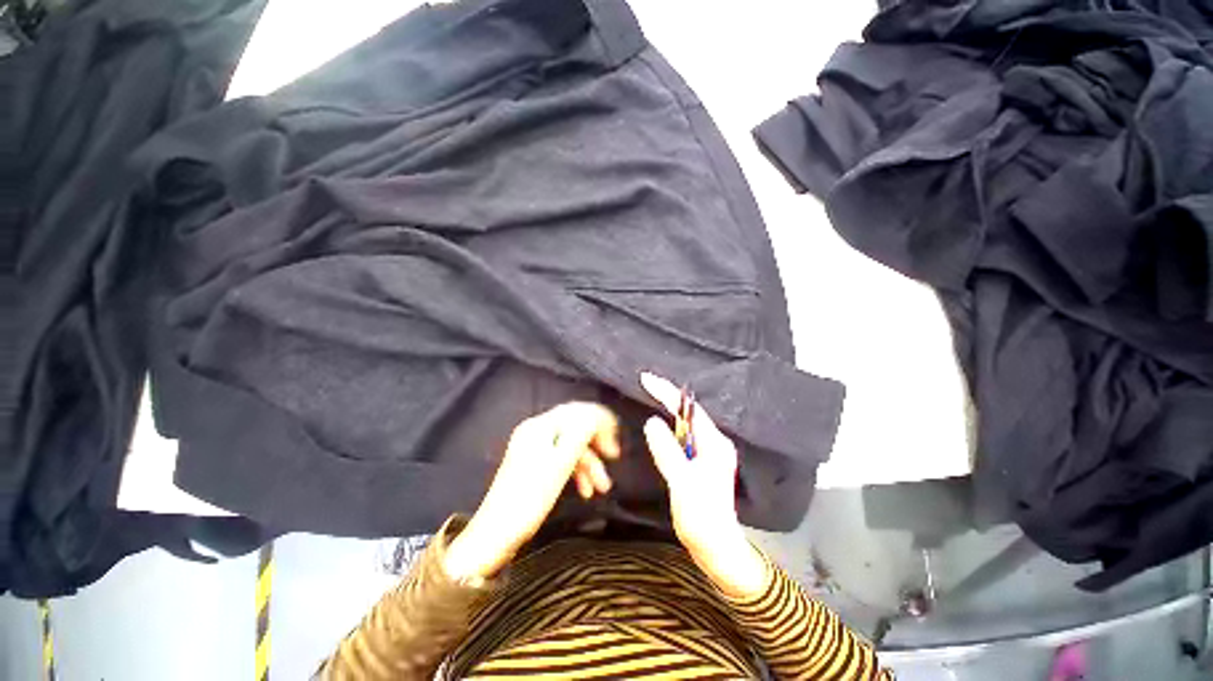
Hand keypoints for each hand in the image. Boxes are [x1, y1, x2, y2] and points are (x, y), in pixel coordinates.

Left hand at [444, 402, 619, 580]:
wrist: (497, 533)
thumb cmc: (530, 497)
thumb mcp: (561, 463)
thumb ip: (581, 433)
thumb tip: (598, 414)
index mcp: (540, 426)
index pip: (577, 411)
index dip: (599, 421)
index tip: (613, 440)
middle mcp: (536, 431)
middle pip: (575, 427)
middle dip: (596, 443)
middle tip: (613, 457)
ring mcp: (534, 448)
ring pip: (571, 446)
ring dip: (589, 463)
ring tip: (602, 487)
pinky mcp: (535, 465)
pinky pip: (562, 459)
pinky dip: (577, 471)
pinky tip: (586, 490)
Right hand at [641, 372, 766, 598]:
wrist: (716, 548)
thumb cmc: (702, 517)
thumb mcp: (682, 483)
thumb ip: (667, 451)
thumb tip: (652, 421)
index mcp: (714, 444)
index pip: (688, 409)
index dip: (667, 392)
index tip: (646, 379)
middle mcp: (714, 443)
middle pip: (687, 412)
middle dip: (667, 396)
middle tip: (645, 384)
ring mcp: (708, 453)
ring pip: (685, 423)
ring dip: (668, 409)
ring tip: (650, 395)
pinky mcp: (701, 463)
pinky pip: (683, 436)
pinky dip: (670, 426)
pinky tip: (661, 424)